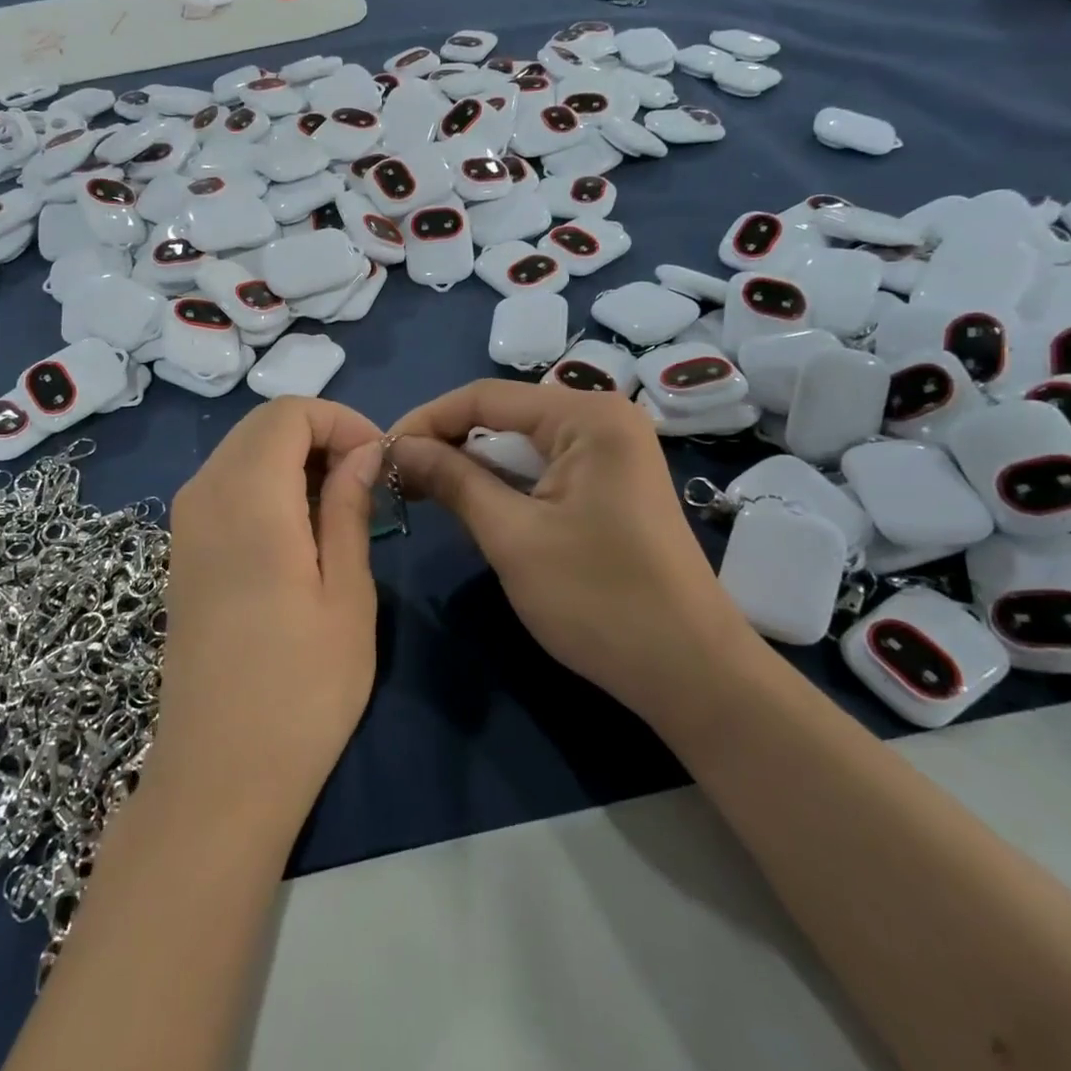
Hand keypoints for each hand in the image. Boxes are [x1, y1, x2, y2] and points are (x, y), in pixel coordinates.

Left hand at [150, 398, 383, 832]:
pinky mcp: (182, 551)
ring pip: (241, 452)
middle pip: (261, 425)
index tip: (378, 459)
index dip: (340, 420)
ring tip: (339, 506)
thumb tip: (363, 450)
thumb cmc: (302, 689)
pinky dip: (266, 483)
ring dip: (293, 459)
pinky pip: (225, 485)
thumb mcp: (346, 593)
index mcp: (248, 499)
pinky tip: (298, 530)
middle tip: (365, 480)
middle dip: (319, 434)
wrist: (219, 775)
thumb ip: (348, 506)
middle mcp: (204, 495)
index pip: (288, 412)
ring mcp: (184, 523)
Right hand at [389, 381, 753, 719]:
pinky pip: (543, 468)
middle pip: (503, 416)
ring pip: (521, 444)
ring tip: (422, 491)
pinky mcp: (610, 484)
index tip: (379, 454)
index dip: (426, 421)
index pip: (485, 397)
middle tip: (396, 478)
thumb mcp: (513, 537)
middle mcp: (602, 418)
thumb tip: (397, 448)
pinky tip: (472, 504)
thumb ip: (452, 480)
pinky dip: (504, 483)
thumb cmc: (600, 600)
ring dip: (472, 466)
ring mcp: (612, 451)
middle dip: (447, 443)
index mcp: (587, 415)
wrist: (691, 674)